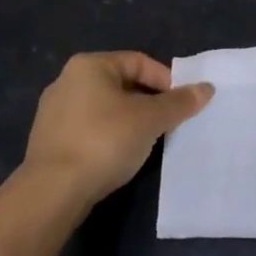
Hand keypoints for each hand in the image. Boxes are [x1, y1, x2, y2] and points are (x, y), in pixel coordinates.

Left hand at [22, 52, 212, 210]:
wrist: (52, 193)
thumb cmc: (104, 141)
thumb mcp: (150, 119)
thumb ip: (179, 102)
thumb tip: (207, 88)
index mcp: (89, 65)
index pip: (139, 62)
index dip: (166, 81)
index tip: (182, 105)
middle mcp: (67, 80)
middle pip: (122, 84)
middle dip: (149, 103)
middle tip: (168, 123)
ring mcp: (53, 112)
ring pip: (105, 109)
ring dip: (130, 121)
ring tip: (147, 142)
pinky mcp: (48, 141)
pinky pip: (89, 130)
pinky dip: (109, 137)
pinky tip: (119, 157)